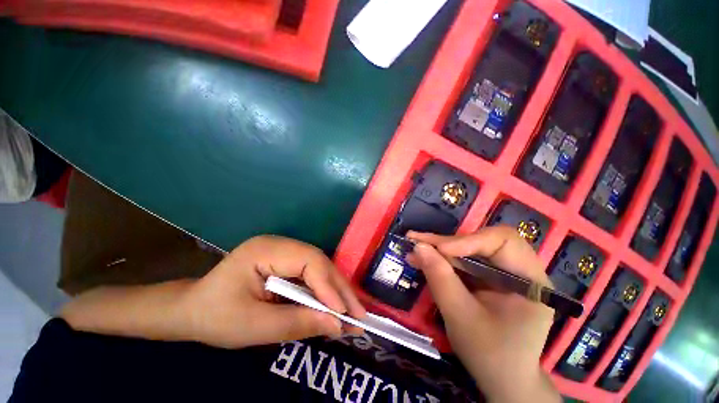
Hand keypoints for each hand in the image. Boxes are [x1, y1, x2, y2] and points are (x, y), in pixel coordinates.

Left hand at [181, 235, 365, 348]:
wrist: (192, 310)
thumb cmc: (216, 317)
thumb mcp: (253, 327)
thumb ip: (296, 324)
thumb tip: (337, 325)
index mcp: (265, 250)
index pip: (308, 261)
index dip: (328, 285)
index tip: (343, 313)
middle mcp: (280, 244)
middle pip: (319, 262)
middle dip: (339, 289)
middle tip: (358, 315)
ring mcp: (285, 251)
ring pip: (320, 268)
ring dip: (336, 292)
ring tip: (352, 314)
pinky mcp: (287, 262)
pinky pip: (312, 275)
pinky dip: (324, 292)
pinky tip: (335, 307)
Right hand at [406, 227, 558, 402]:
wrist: (502, 380)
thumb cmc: (490, 356)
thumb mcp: (462, 318)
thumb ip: (440, 279)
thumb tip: (418, 247)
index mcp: (530, 281)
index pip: (503, 241)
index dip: (469, 240)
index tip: (440, 250)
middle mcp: (520, 270)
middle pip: (482, 241)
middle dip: (446, 243)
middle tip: (416, 241)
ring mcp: (503, 273)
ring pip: (468, 249)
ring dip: (439, 249)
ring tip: (414, 249)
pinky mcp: (488, 278)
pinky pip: (464, 261)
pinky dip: (442, 260)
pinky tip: (423, 260)